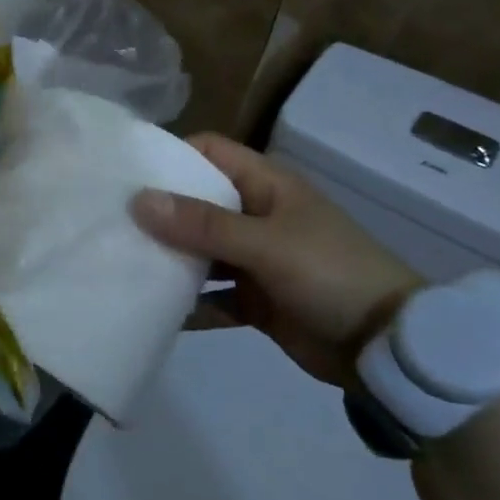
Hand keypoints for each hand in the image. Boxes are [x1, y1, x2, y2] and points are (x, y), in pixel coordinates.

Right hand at [131, 133, 420, 385]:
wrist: (389, 348)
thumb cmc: (331, 275)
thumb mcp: (266, 244)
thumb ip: (202, 224)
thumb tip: (138, 200)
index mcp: (266, 185)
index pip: (209, 152)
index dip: (170, 155)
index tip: (126, 172)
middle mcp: (258, 214)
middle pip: (198, 202)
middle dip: (160, 212)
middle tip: (110, 221)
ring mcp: (258, 258)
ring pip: (202, 250)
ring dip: (171, 258)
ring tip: (123, 263)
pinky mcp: (258, 299)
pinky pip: (214, 295)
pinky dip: (190, 303)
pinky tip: (156, 310)